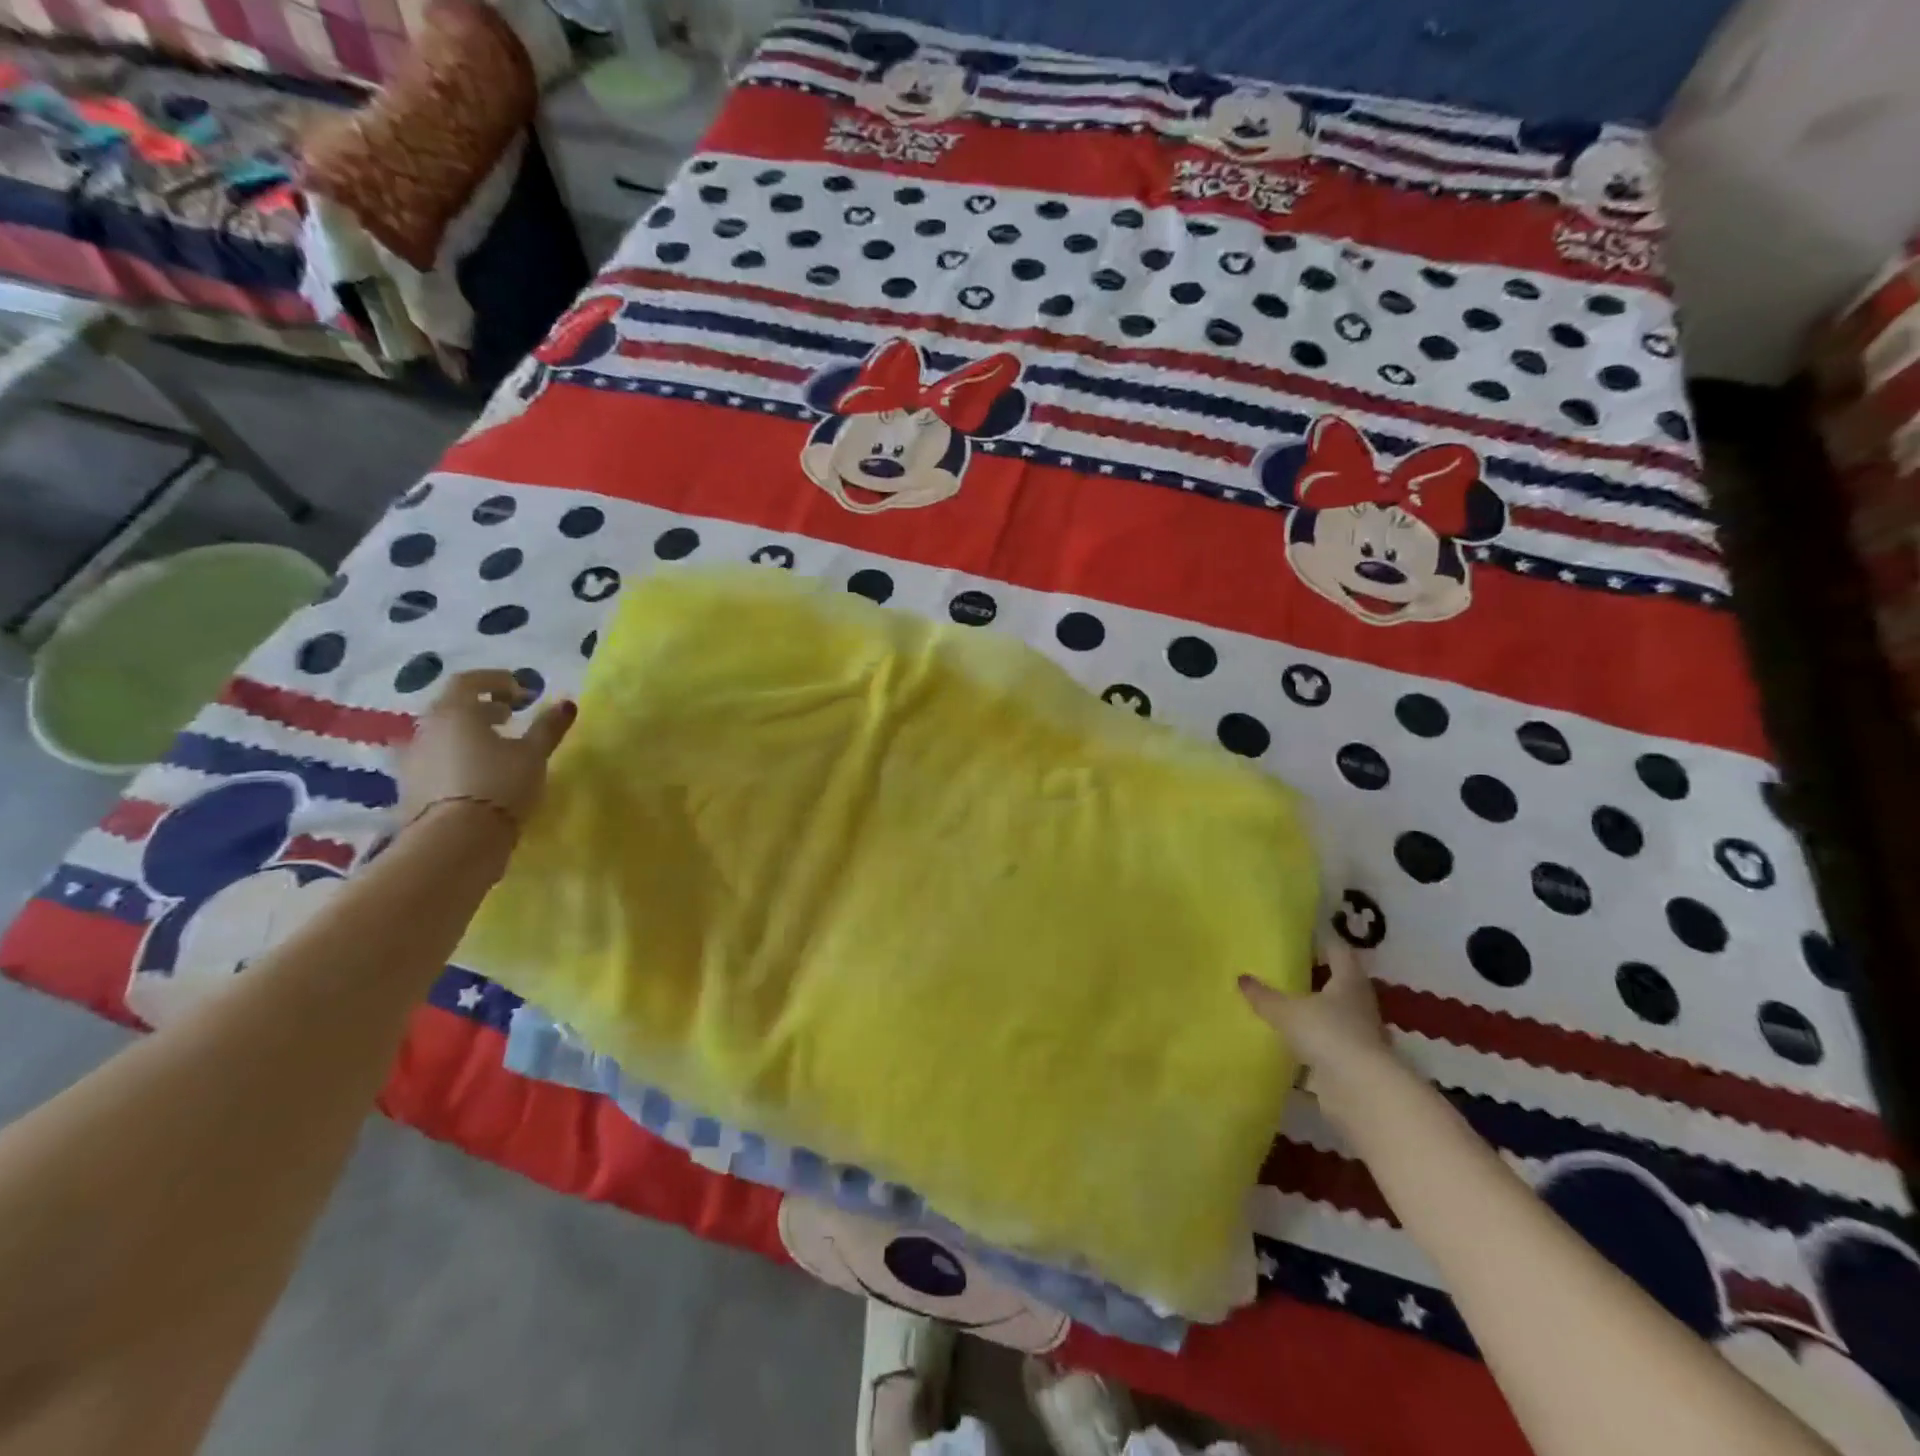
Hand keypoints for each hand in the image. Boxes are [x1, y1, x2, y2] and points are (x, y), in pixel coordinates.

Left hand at [397, 670, 574, 829]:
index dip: (496, 681)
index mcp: (455, 712)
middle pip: (452, 707)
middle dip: (481, 707)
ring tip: (493, 748)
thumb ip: (548, 726)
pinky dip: (454, 757)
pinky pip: (433, 760)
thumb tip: (567, 703)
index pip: (469, 681)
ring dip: (466, 734)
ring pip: (441, 734)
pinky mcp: (409, 787)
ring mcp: (412, 758)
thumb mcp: (534, 754)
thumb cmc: (500, 785)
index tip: (521, 692)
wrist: (456, 840)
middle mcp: (426, 728)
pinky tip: (475, 774)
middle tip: (509, 718)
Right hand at [1240, 939, 1394, 1091]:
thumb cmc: (1328, 1034)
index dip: (1322, 942)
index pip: (1339, 952)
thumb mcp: (1287, 1011)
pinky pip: (1328, 1045)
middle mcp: (1360, 1005)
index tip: (1301, 937)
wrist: (1360, 1092)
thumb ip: (1264, 995)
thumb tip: (1242, 978)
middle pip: (1339, 984)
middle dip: (1316, 978)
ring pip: (1334, 1016)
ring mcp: (1359, 1036)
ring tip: (1283, 1006)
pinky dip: (1312, 1042)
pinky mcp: (1353, 1064)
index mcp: (1349, 982)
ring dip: (1314, 1012)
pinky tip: (1289, 1043)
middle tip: (1284, 970)